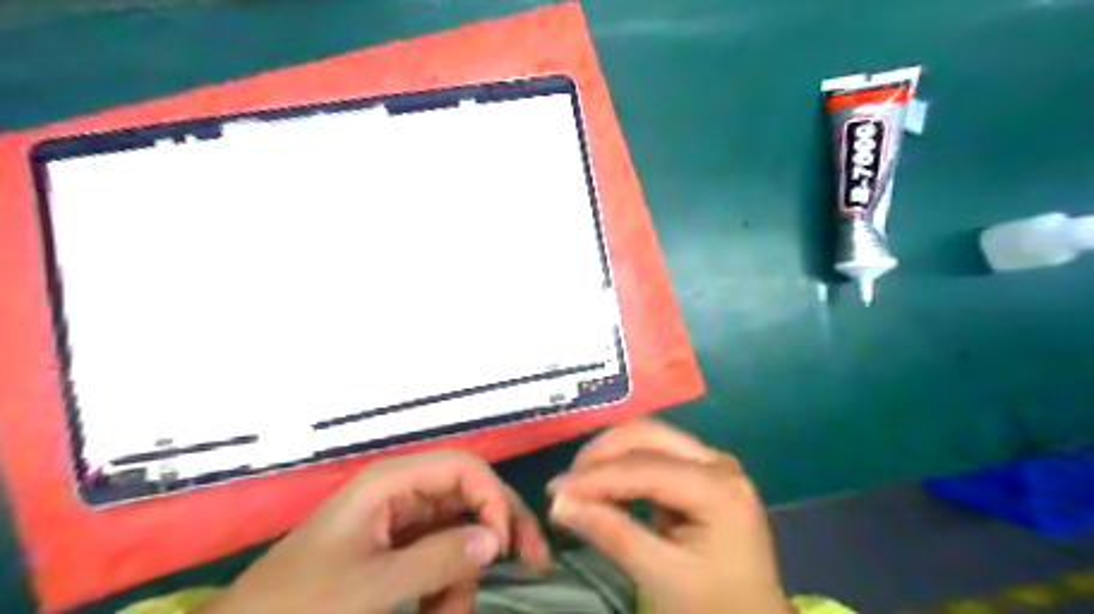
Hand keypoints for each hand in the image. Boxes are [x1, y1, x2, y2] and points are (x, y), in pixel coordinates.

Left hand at [198, 449, 550, 612]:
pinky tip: (442, 611)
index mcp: (391, 482)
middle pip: (469, 494)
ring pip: (459, 531)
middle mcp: (401, 492)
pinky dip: (448, 585)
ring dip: (467, 573)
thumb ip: (436, 559)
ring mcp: (399, 521)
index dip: (493, 497)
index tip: (507, 544)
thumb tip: (496, 539)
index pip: (463, 468)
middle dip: (499, 528)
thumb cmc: (298, 604)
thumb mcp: (370, 586)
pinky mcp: (396, 548)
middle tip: (534, 563)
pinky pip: (440, 556)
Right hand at [547, 420, 787, 613]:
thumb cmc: (712, 608)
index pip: (646, 468)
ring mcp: (713, 463)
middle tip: (568, 481)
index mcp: (719, 489)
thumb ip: (610, 533)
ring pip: (650, 437)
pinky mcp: (702, 471)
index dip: (596, 477)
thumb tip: (558, 503)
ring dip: (611, 454)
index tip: (553, 490)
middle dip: (603, 453)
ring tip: (580, 483)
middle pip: (650, 435)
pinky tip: (605, 484)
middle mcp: (719, 463)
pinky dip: (625, 464)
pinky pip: (655, 453)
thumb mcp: (660, 576)